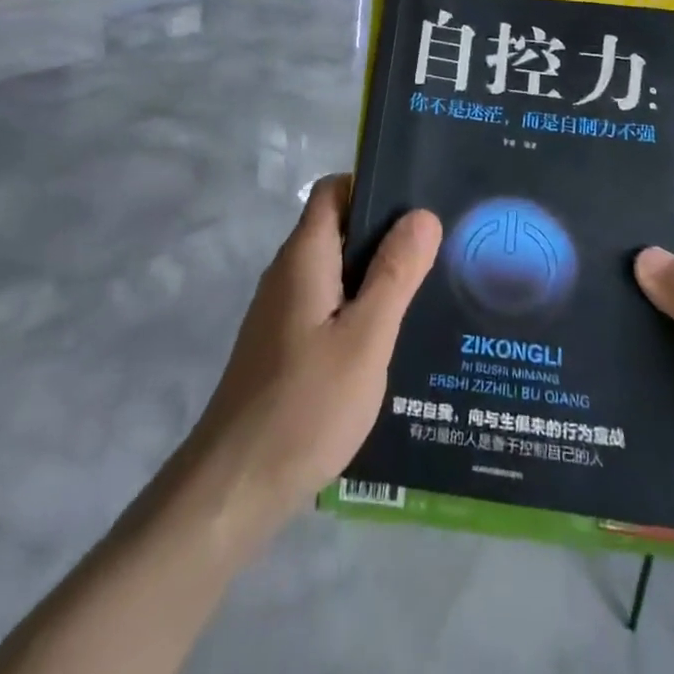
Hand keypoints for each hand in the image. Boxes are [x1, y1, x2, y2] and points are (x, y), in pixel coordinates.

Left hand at [184, 174, 442, 539]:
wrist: (234, 488)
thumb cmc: (306, 404)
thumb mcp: (366, 337)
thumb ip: (395, 274)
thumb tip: (422, 214)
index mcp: (305, 256)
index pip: (335, 190)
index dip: (373, 185)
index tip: (418, 204)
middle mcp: (288, 273)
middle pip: (338, 227)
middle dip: (385, 232)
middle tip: (438, 250)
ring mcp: (282, 311)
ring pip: (336, 270)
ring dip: (375, 274)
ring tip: (427, 291)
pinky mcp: (283, 345)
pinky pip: (327, 305)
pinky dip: (359, 307)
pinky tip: (389, 339)